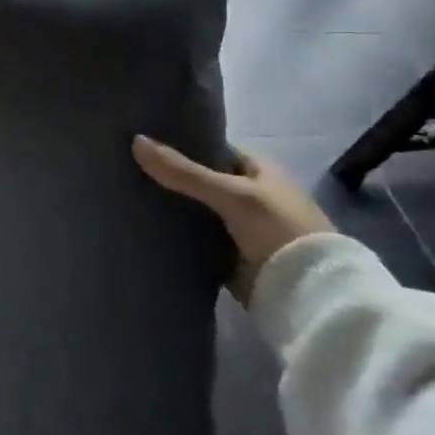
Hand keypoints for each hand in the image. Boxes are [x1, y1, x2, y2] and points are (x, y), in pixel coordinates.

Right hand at [132, 136, 333, 300]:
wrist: (309, 295)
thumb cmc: (279, 230)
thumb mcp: (232, 194)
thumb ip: (184, 171)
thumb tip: (135, 141)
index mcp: (259, 171)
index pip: (212, 148)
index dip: (181, 142)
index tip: (144, 139)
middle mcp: (249, 195)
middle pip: (199, 179)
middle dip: (169, 175)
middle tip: (125, 166)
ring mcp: (238, 227)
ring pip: (194, 209)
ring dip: (169, 206)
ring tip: (124, 192)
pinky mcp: (228, 256)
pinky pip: (193, 238)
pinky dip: (174, 233)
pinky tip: (142, 225)